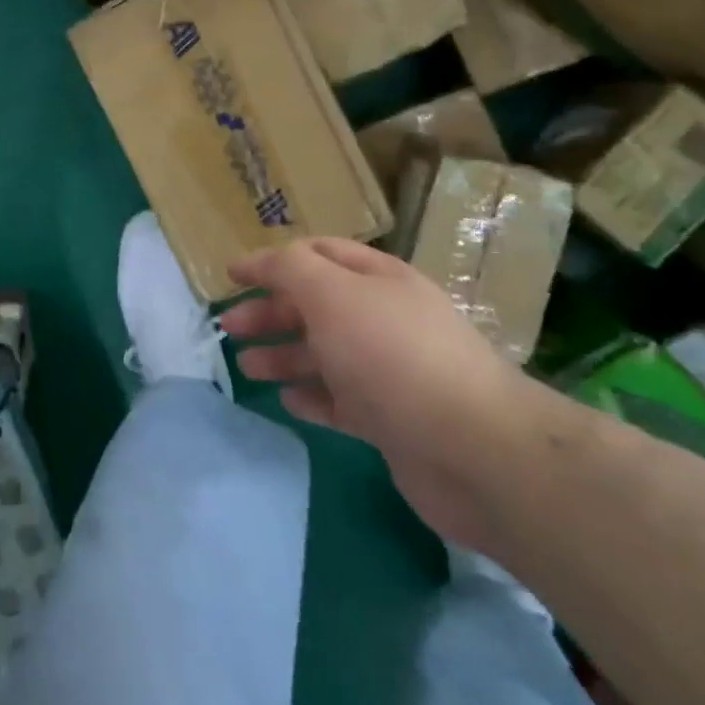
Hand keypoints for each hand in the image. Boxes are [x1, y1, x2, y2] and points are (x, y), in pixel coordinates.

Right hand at [222, 239, 535, 549]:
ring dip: (284, 355)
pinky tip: (288, 401)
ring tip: (247, 367)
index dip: (272, 261)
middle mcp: (384, 318)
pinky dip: (312, 397)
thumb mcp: (331, 294)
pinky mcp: (393, 420)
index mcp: (377, 279)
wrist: (473, 449)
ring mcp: (390, 371)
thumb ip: (290, 269)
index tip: (232, 276)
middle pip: (316, 305)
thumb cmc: (392, 355)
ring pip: (325, 354)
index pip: (317, 254)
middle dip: (271, 312)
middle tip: (231, 327)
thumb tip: (264, 262)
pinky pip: (342, 400)